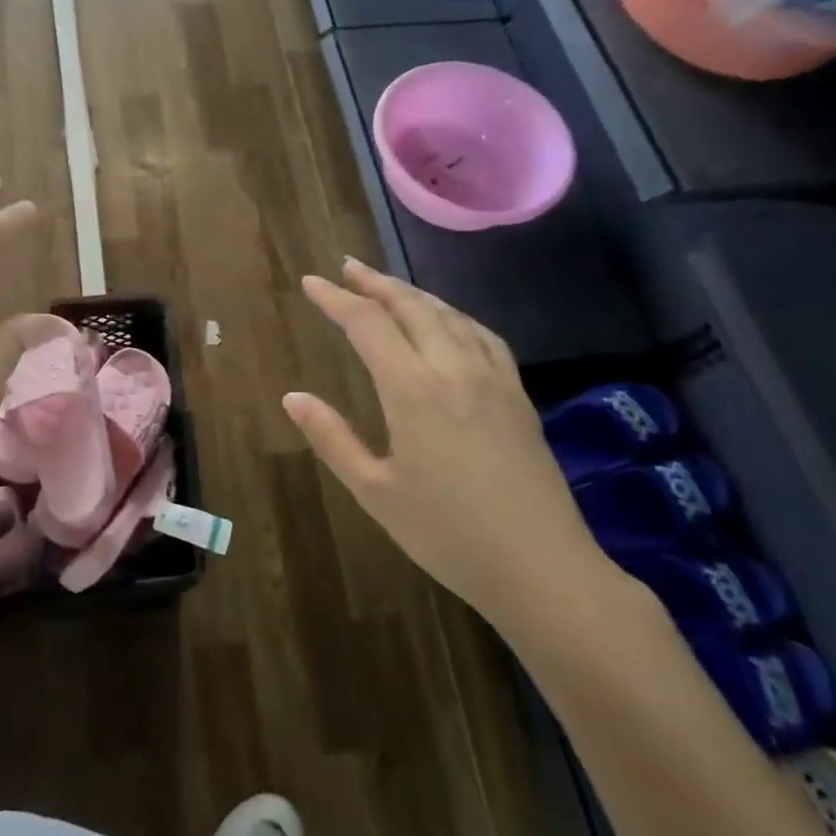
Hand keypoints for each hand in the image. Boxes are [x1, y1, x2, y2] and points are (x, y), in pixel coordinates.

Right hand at [284, 258, 615, 631]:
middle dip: (375, 282)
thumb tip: (292, 397)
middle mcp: (454, 369)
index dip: (336, 299)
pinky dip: (454, 315)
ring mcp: (492, 378)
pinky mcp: (518, 394)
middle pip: (411, 306)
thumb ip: (332, 439)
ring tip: (387, 286)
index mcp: (413, 390)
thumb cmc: (448, 534)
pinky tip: (448, 321)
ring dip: (413, 293)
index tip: (311, 283)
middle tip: (346, 267)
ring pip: (449, 315)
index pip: (367, 324)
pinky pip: (482, 335)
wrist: (542, 568)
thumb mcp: (375, 492)